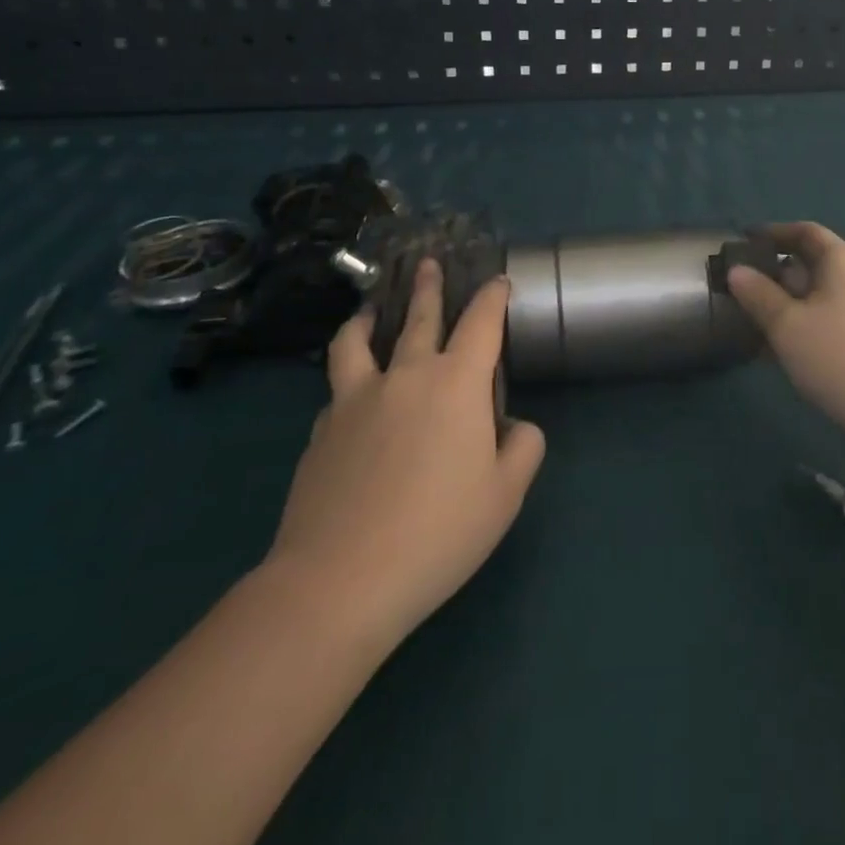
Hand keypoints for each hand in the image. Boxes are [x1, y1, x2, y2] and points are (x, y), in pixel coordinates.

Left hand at [264, 259, 545, 648]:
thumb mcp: (506, 494)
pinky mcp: (321, 431)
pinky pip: (337, 391)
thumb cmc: (439, 532)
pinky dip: (348, 381)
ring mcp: (355, 400)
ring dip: (365, 319)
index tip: (497, 281)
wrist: (340, 579)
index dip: (492, 297)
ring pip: (357, 342)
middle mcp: (406, 376)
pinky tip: (350, 396)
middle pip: (418, 317)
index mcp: (457, 384)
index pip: (481, 323)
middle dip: (428, 287)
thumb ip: (523, 447)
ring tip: (366, 310)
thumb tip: (512, 425)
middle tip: (428, 264)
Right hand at [727, 223, 844, 451]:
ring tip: (751, 328)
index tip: (742, 243)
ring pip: (818, 298)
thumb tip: (737, 270)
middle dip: (773, 277)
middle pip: (810, 265)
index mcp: (842, 260)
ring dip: (786, 308)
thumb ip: (758, 295)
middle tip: (737, 294)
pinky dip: (804, 329)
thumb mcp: (788, 326)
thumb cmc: (843, 359)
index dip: (772, 233)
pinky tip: (782, 355)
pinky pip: (831, 322)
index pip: (804, 232)